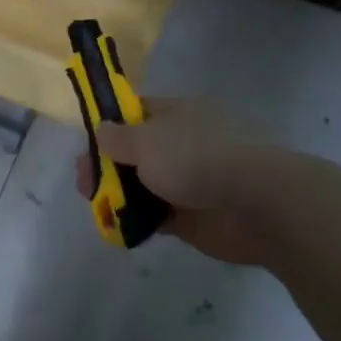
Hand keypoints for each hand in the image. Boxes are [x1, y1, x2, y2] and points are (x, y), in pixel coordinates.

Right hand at [73, 97, 273, 265]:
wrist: (256, 204)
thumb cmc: (196, 158)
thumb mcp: (146, 140)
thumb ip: (118, 138)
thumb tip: (102, 130)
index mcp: (177, 115)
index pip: (136, 114)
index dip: (109, 127)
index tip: (87, 146)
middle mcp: (183, 144)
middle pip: (136, 152)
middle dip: (106, 167)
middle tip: (85, 185)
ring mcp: (190, 181)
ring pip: (145, 186)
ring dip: (119, 196)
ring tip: (98, 208)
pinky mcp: (194, 216)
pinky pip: (157, 216)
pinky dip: (138, 221)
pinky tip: (118, 227)